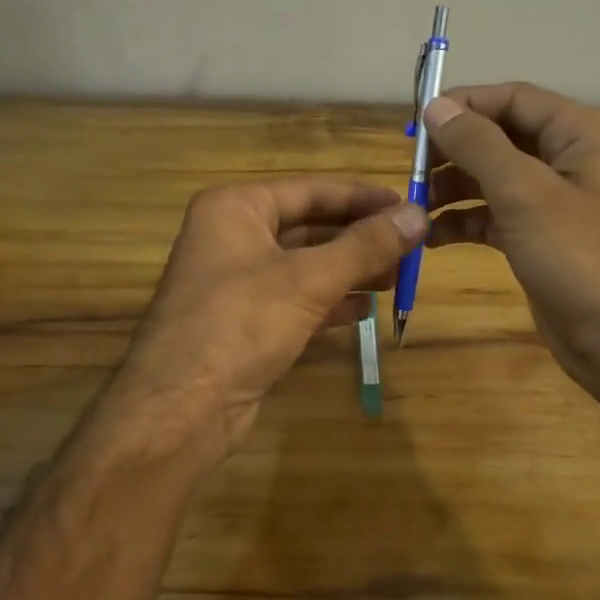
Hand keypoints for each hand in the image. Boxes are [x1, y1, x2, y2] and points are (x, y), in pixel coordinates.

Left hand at [117, 179, 426, 457]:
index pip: (310, 190)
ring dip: (349, 270)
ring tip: (395, 277)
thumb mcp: (309, 279)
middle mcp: (231, 237)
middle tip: (409, 245)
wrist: (181, 410)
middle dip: (358, 237)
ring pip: (304, 265)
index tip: (407, 204)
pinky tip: (363, 311)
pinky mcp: (244, 322)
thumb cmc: (241, 324)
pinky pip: (295, 300)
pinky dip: (329, 302)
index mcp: (235, 208)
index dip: (362, 197)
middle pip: (308, 226)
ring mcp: (235, 282)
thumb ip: (366, 246)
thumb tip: (419, 213)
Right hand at [423, 83, 599, 395]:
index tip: (416, 121)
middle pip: (500, 136)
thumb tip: (435, 107)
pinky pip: (494, 214)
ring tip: (415, 206)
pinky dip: (464, 220)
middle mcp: (570, 158)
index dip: (465, 105)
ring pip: (492, 177)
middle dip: (454, 151)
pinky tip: (432, 236)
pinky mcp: (540, 236)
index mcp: (581, 133)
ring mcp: (555, 200)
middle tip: (411, 168)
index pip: (514, 99)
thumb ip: (477, 144)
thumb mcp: (524, 193)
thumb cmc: (579, 256)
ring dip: (452, 187)